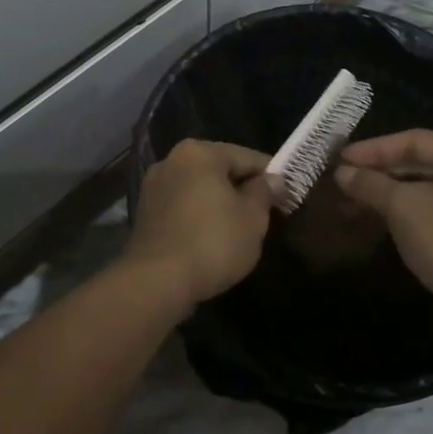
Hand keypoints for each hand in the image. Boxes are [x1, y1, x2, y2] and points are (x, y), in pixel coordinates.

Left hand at [127, 140, 273, 306]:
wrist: (157, 281)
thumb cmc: (212, 242)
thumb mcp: (252, 218)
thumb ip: (264, 193)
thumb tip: (273, 179)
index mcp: (199, 152)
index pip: (247, 157)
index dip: (271, 176)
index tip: (287, 195)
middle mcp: (171, 160)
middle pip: (219, 170)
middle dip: (242, 189)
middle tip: (265, 214)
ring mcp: (154, 187)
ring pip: (199, 189)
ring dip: (219, 203)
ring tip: (239, 229)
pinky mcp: (145, 213)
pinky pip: (182, 207)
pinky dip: (198, 217)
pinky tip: (211, 238)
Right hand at [334, 130, 432, 342]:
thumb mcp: (402, 207)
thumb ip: (370, 184)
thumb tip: (341, 173)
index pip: (415, 141)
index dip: (374, 149)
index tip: (341, 158)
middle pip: (420, 163)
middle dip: (379, 173)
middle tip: (344, 179)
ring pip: (424, 189)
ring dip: (387, 195)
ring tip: (350, 202)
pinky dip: (404, 212)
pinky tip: (374, 219)